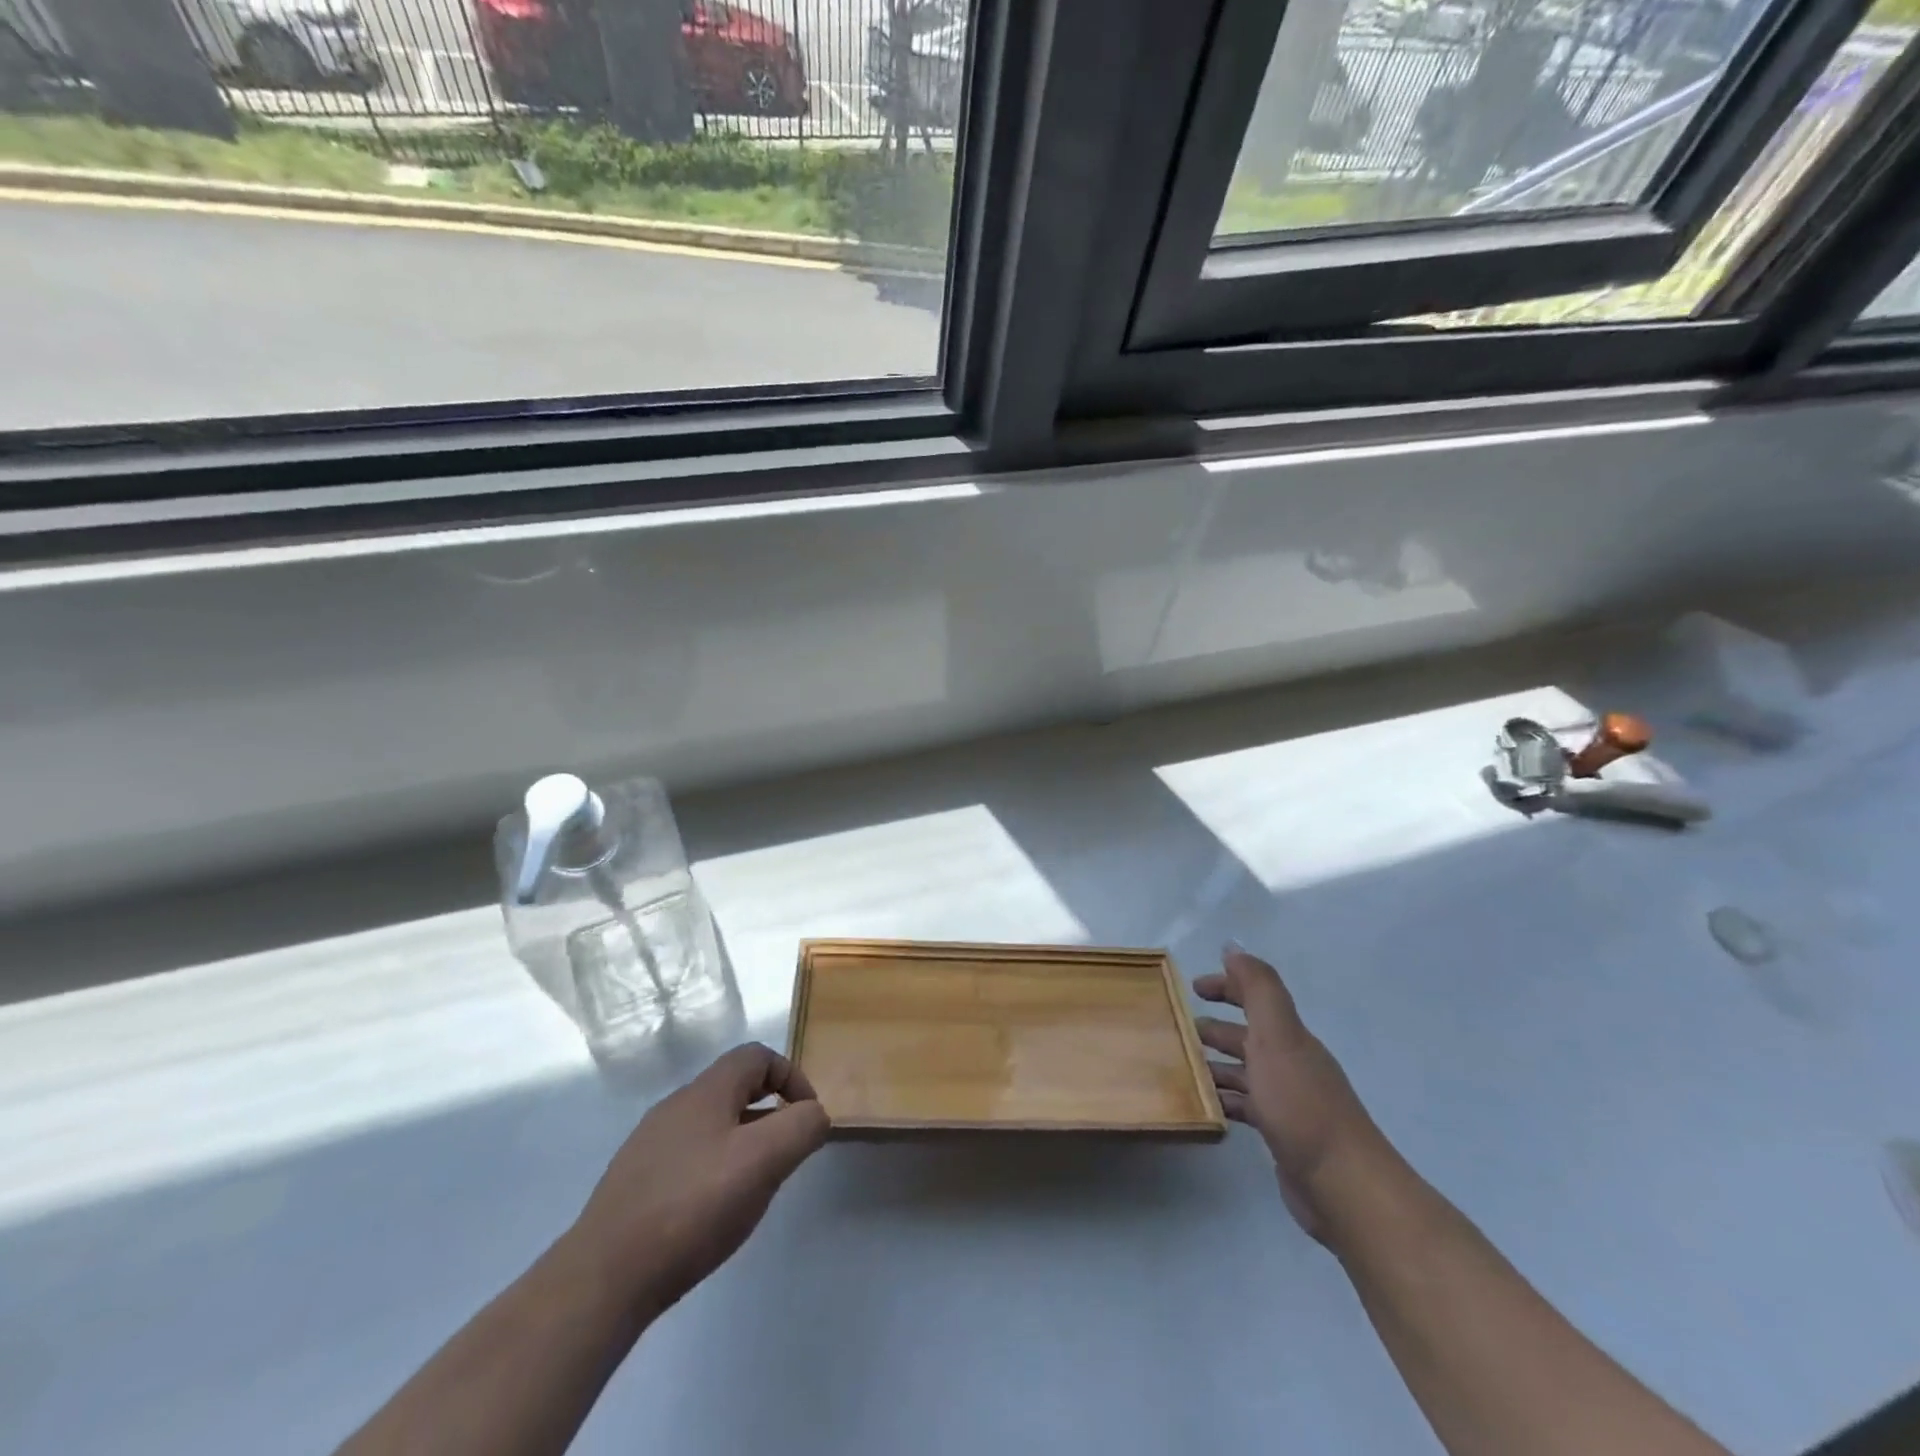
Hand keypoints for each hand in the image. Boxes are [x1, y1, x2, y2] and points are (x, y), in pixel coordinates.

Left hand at [568, 1043, 829, 1315]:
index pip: (758, 1056)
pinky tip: (712, 1213)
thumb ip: (801, 1127)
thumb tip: (814, 1114)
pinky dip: (713, 1170)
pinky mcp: (634, 1183)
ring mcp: (649, 1145)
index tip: (807, 1119)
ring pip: (712, 1126)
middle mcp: (676, 1106)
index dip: (791, 1077)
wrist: (603, 1278)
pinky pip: (688, 1158)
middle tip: (785, 1155)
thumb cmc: (693, 1207)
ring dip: (743, 1143)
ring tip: (753, 1188)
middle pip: (734, 1089)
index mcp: (706, 1091)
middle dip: (769, 1113)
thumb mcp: (764, 1161)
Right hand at [1195, 944, 1386, 1243]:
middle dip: (1215, 1027)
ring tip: (1179, 1067)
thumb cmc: (1302, 1105)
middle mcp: (1290, 1063)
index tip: (1192, 988)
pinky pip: (1245, 1106)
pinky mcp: (1282, 1134)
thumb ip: (1258, 989)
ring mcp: (1287, 1101)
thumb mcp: (1277, 1037)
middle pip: (1248, 1035)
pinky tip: (1203, 1106)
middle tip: (1177, 1030)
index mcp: (1289, 1037)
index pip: (1256, 997)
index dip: (1227, 986)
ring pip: (1244, 1071)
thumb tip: (1233, 947)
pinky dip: (1224, 1099)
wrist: (1344, 1186)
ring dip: (1215, 1064)